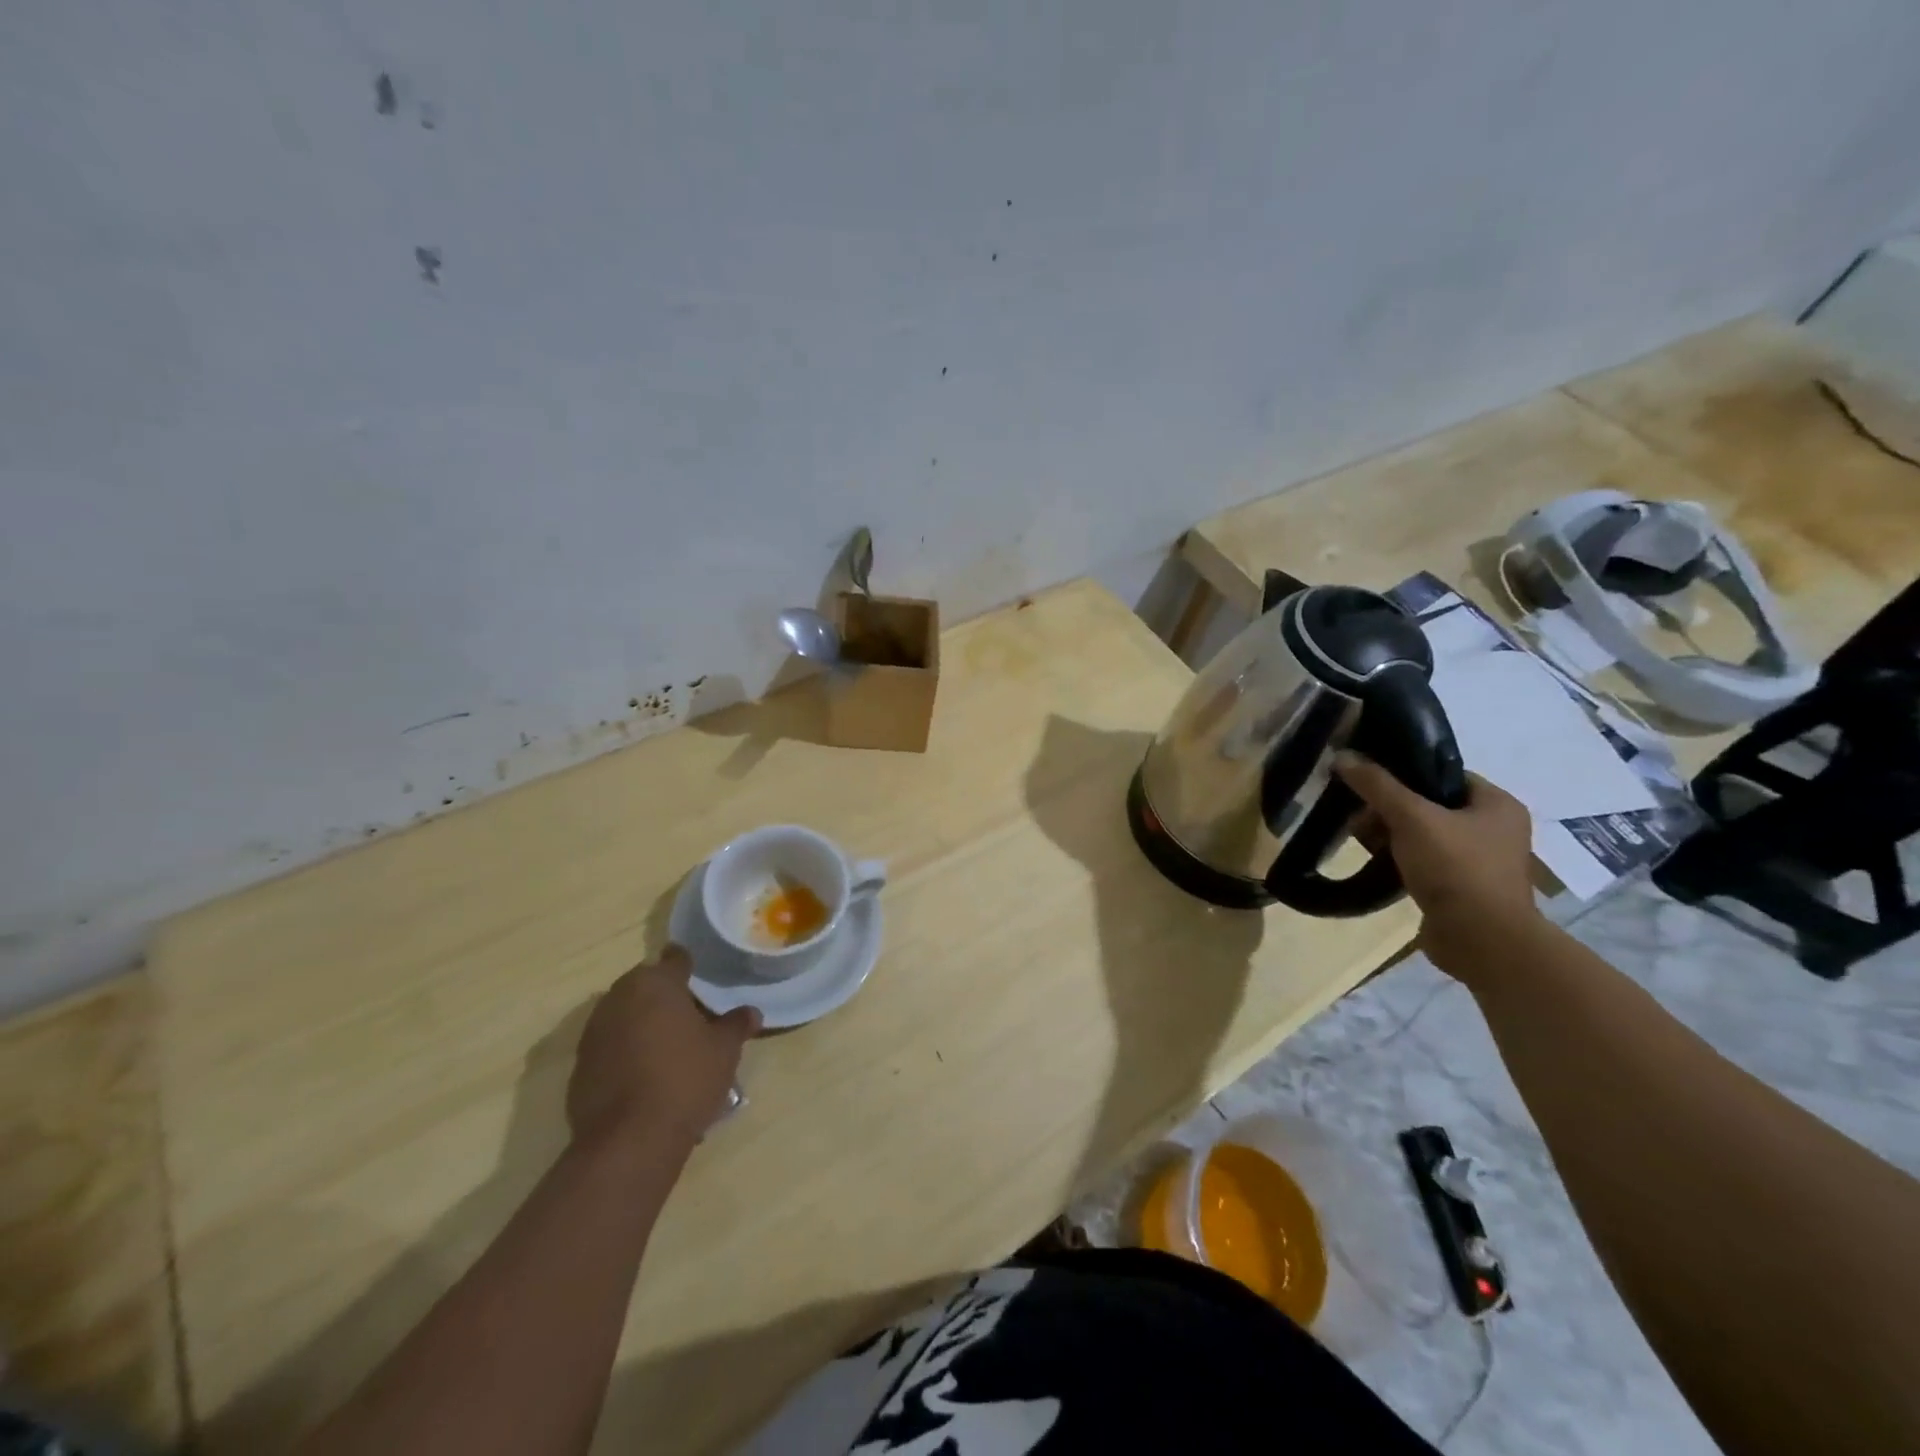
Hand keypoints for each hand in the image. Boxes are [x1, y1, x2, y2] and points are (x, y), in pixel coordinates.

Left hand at [567, 946, 760, 1153]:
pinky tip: (647, 1075)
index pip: (675, 959)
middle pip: (646, 986)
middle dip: (665, 996)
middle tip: (691, 1015)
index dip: (689, 965)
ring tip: (670, 1047)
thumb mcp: (725, 1050)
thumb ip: (736, 1024)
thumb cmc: (685, 1079)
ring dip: (644, 1024)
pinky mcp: (580, 1067)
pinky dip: (627, 1052)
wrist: (629, 1141)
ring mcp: (594, 1033)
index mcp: (654, 983)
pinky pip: (610, 1047)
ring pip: (625, 1015)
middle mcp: (618, 998)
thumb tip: (751, 1012)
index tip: (702, 975)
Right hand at [1334, 751, 1539, 965]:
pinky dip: (1401, 860)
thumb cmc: (1456, 869)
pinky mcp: (1463, 890)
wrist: (1481, 941)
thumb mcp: (1411, 817)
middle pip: (1430, 804)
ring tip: (1361, 838)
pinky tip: (1377, 863)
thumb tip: (1342, 755)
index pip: (1444, 774)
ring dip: (1392, 836)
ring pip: (1424, 835)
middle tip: (1359, 814)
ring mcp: (1481, 863)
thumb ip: (1377, 785)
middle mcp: (1495, 830)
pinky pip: (1425, 863)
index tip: (1369, 780)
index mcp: (1498, 805)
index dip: (1405, 773)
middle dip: (1391, 809)